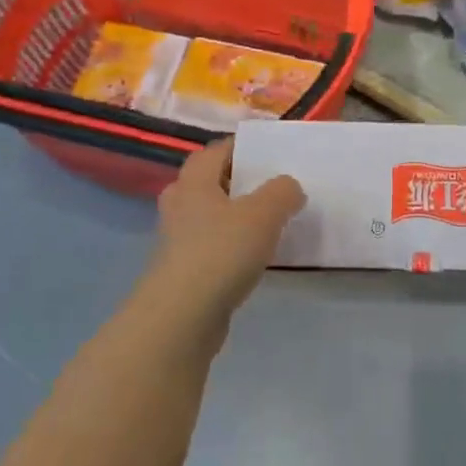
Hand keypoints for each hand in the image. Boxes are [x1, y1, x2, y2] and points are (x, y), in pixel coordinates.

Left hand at [149, 140, 305, 321]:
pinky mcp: (180, 273)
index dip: (240, 147)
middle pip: (206, 182)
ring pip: (206, 216)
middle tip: (264, 186)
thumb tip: (289, 186)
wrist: (181, 318)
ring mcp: (175, 242)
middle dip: (232, 181)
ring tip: (264, 222)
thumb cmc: (221, 252)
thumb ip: (282, 192)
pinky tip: (251, 257)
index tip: (268, 153)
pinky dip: (228, 246)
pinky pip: (208, 247)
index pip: (215, 151)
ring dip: (230, 216)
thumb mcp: (264, 213)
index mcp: (194, 182)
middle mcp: (179, 205)